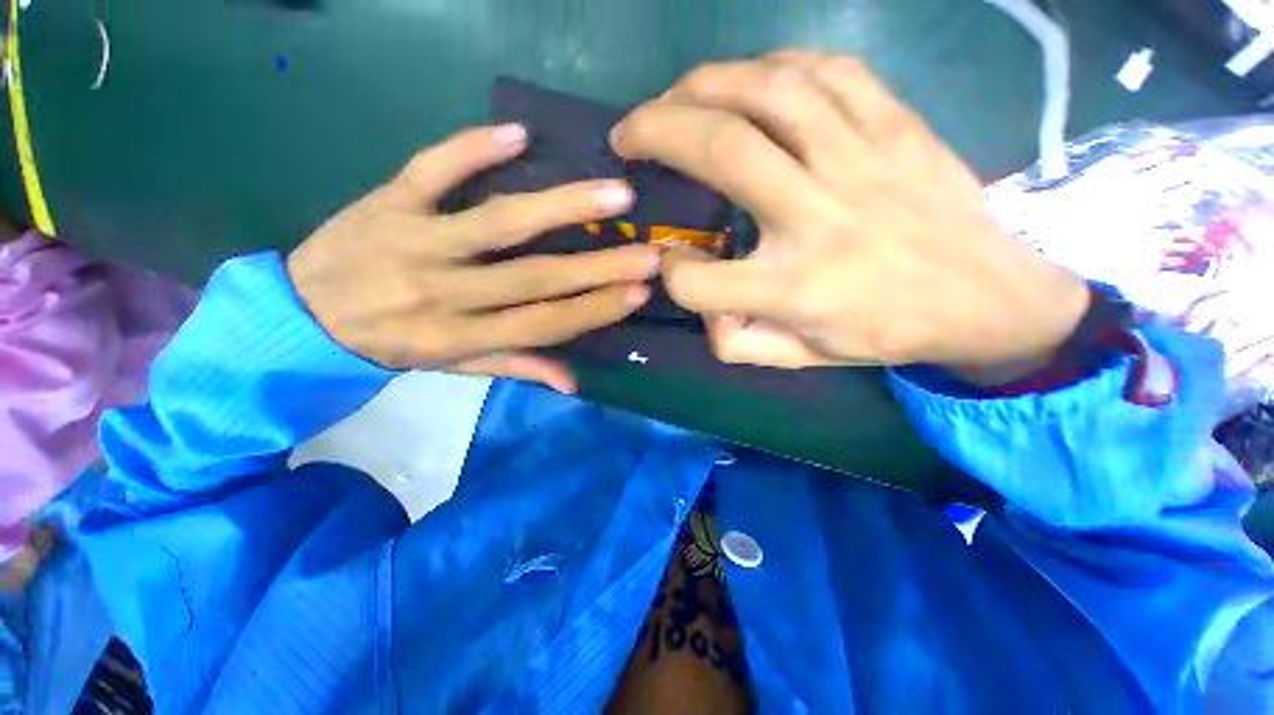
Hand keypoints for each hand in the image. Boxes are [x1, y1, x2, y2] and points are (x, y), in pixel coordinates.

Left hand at [288, 124, 659, 393]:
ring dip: (560, 206)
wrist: (300, 315)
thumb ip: (514, 367)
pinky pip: (430, 169)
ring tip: (615, 194)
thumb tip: (573, 384)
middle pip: (534, 275)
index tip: (638, 293)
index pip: (542, 323)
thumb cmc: (391, 345)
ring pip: (497, 221)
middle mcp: (442, 291)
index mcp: (458, 336)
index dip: (593, 310)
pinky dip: (470, 149)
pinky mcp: (386, 200)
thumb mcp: (453, 367)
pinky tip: (516, 133)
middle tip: (649, 252)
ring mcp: (412, 240)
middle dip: (599, 264)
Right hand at [610, 51, 1088, 382]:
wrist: (986, 298)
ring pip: (767, 92)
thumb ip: (735, 342)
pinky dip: (771, 67)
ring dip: (702, 85)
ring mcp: (861, 160)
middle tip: (627, 133)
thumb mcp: (799, 358)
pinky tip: (746, 82)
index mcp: (794, 289)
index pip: (697, 279)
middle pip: (720, 150)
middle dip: (655, 131)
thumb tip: (701, 304)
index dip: (671, 273)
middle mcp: (819, 218)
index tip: (672, 264)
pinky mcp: (896, 125)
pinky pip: (826, 72)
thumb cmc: (883, 332)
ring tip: (673, 97)